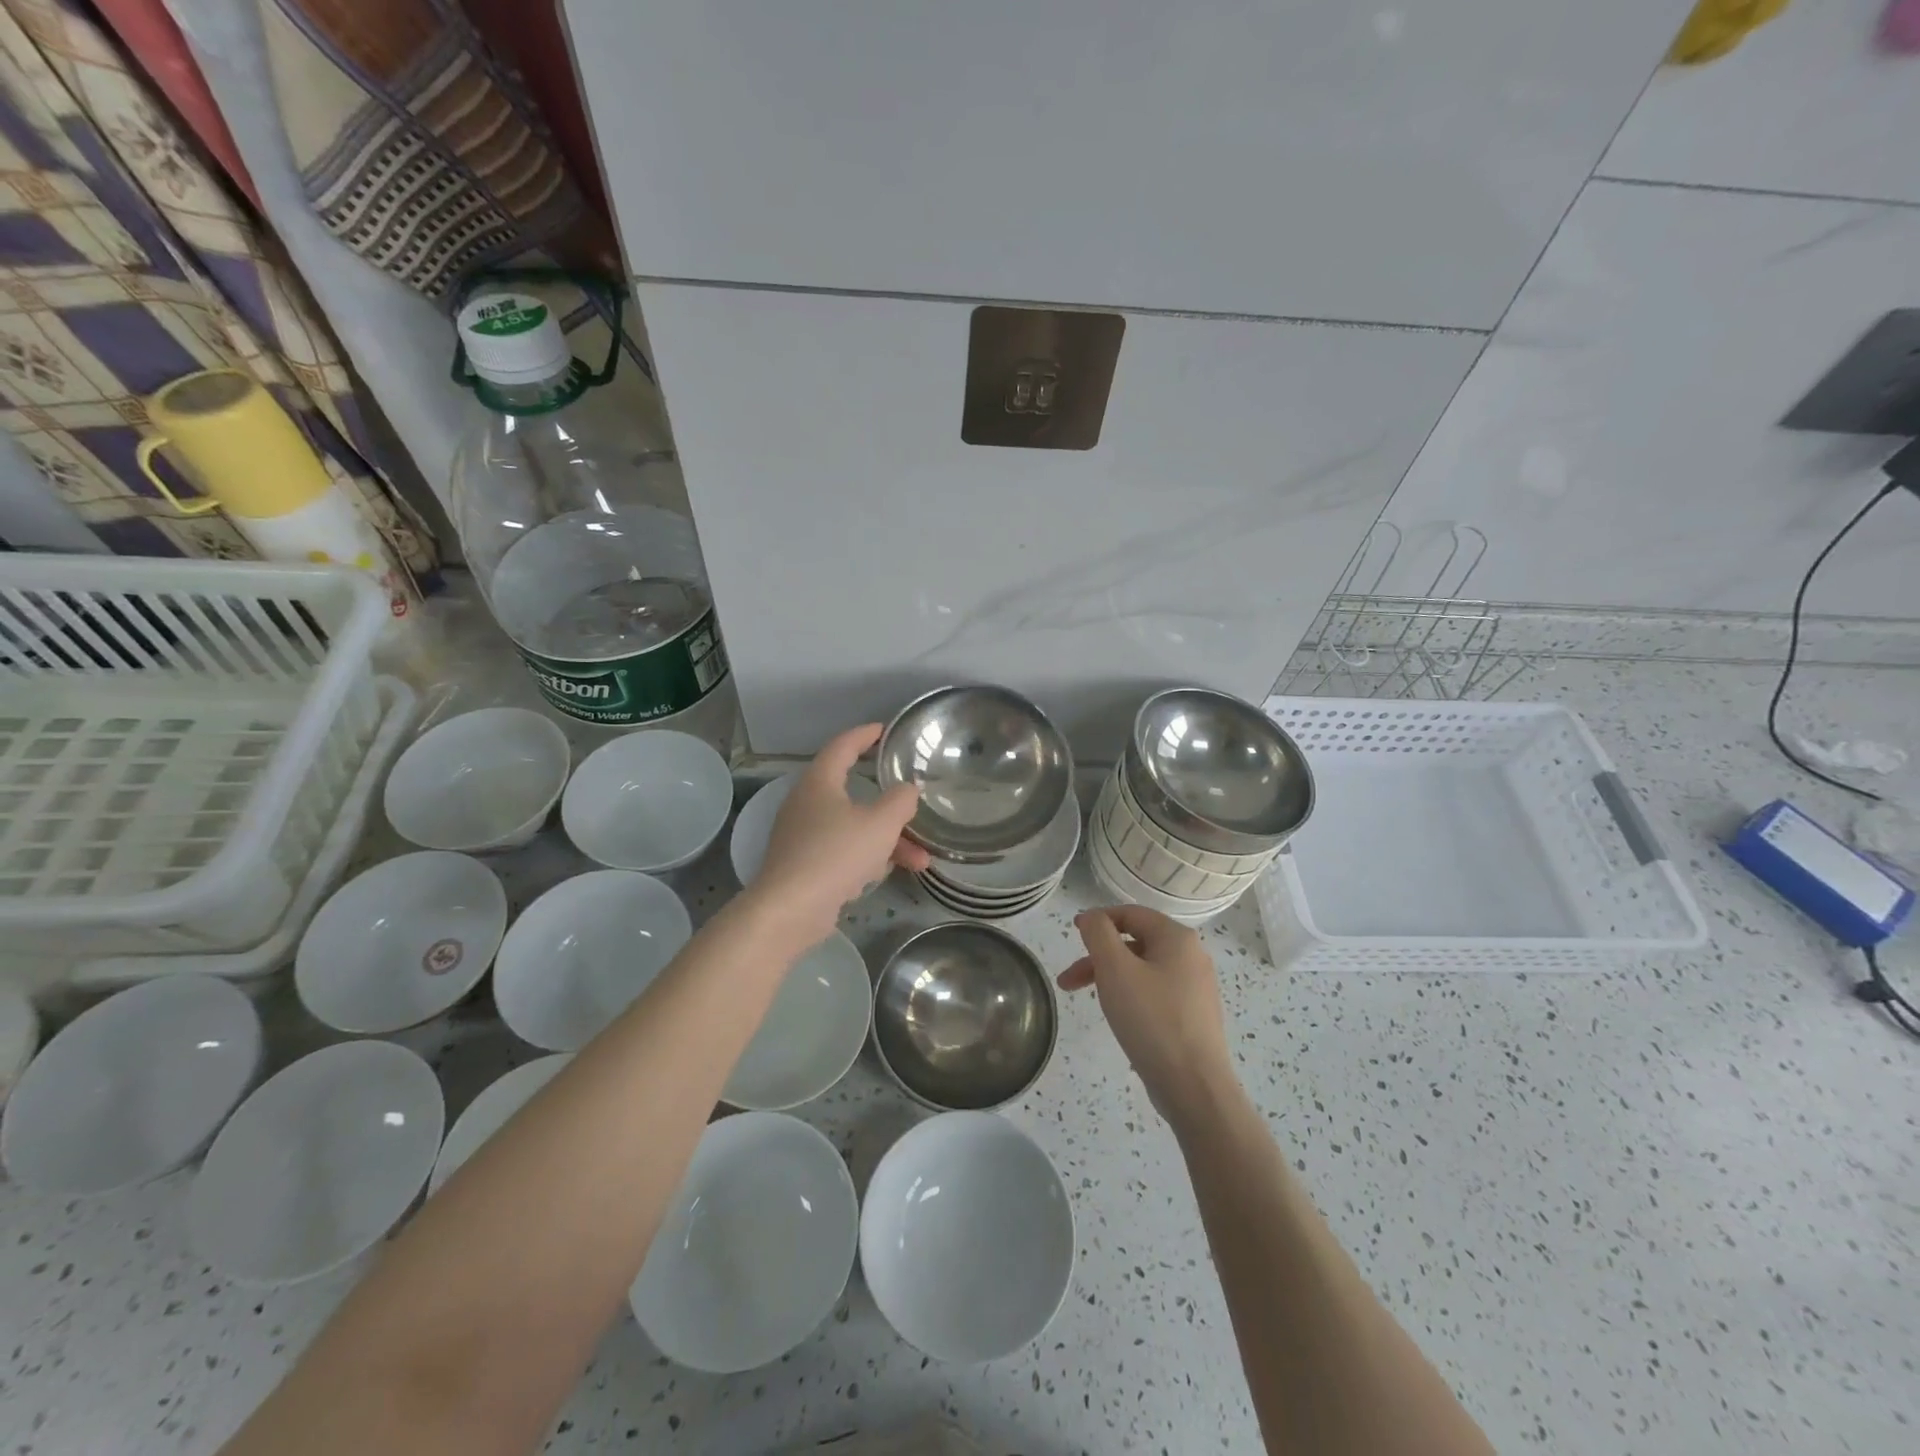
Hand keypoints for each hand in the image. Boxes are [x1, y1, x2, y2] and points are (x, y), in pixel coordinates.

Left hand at [752, 723, 930, 942]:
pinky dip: (868, 857)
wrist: (789, 910)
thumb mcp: (880, 824)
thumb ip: (900, 800)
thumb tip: (907, 789)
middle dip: (891, 806)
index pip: (842, 746)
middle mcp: (807, 803)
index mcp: (819, 782)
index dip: (865, 735)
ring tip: (921, 860)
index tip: (885, 730)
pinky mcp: (804, 865)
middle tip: (913, 802)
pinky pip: (844, 851)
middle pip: (854, 793)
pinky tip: (890, 873)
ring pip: (854, 827)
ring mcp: (803, 836)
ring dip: (888, 840)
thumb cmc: (835, 855)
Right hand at [1060, 905, 1239, 1128]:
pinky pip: (1155, 992)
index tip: (1073, 936)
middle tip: (1068, 981)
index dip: (1098, 920)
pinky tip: (1119, 1016)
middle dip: (1098, 956)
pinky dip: (1130, 994)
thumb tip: (1092, 918)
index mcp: (1177, 938)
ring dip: (1110, 977)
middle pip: (1136, 942)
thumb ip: (1099, 934)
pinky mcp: (1194, 1015)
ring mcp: (1196, 988)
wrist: (1194, 1087)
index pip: (1131, 913)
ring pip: (1143, 969)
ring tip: (1087, 1000)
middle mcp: (1192, 956)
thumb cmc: (1151, 1020)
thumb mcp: (1115, 969)